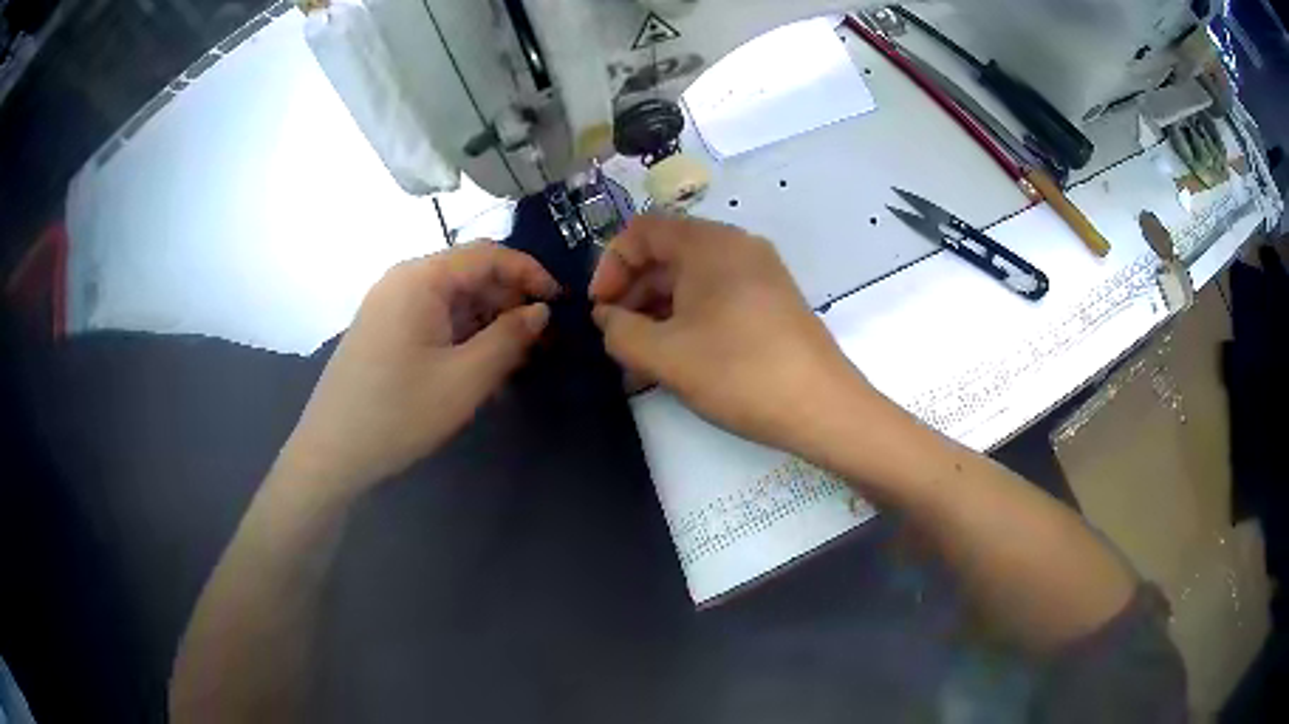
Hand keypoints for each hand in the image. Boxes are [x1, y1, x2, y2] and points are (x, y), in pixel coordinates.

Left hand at [278, 242, 558, 499]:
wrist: (331, 453)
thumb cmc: (398, 413)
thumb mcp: (464, 379)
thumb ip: (510, 338)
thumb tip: (541, 311)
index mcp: (420, 278)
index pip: (487, 255)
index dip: (530, 273)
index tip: (560, 304)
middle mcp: (403, 281)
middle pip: (469, 277)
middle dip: (510, 304)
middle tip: (543, 343)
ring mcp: (390, 307)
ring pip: (453, 302)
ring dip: (489, 326)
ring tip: (518, 362)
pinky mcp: (384, 332)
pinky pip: (434, 322)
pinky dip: (463, 339)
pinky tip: (481, 370)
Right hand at [589, 215, 868, 453]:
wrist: (823, 408)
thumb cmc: (739, 372)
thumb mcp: (664, 355)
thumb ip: (619, 331)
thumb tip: (607, 318)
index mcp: (709, 243)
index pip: (642, 231)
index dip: (609, 266)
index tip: (599, 310)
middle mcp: (736, 247)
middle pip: (667, 256)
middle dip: (632, 295)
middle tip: (616, 340)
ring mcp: (759, 274)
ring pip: (691, 282)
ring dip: (658, 315)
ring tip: (639, 362)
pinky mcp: (772, 302)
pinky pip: (717, 299)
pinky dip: (688, 322)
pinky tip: (675, 363)